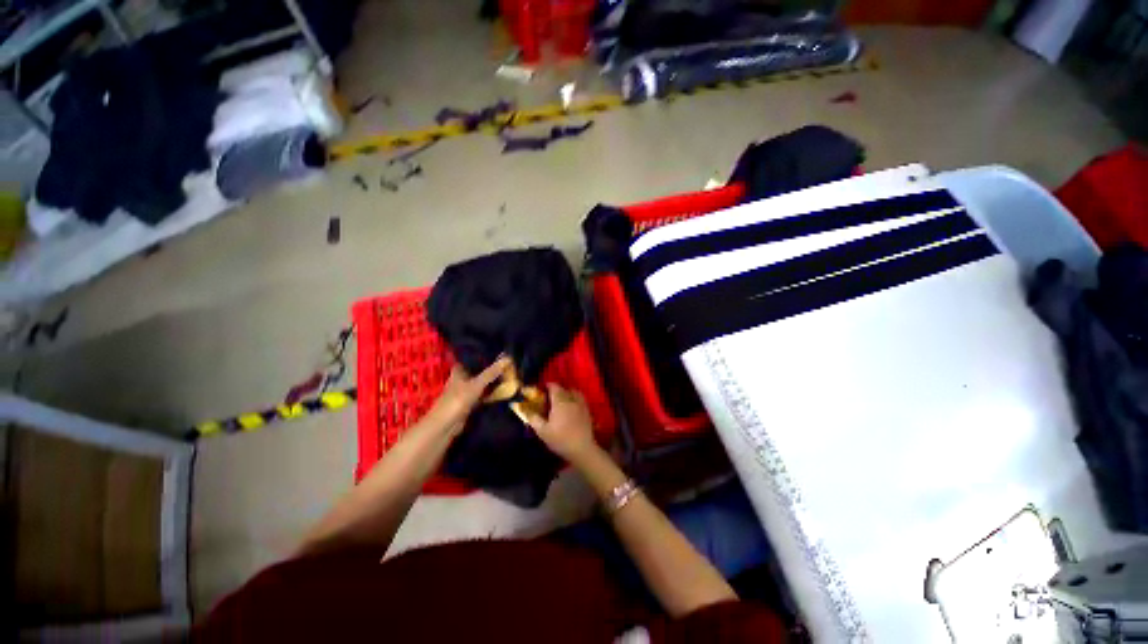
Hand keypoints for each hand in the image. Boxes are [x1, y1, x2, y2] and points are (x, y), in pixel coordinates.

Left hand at [428, 357, 510, 435]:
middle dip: (490, 368)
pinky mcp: (470, 403)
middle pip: (478, 371)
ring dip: (491, 380)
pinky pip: (483, 394)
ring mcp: (465, 391)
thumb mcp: (477, 384)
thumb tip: (507, 358)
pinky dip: (491, 393)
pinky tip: (502, 390)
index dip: (482, 354)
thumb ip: (491, 372)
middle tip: (507, 361)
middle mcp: (462, 379)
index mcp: (459, 371)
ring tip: (508, 373)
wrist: (446, 425)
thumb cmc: (458, 399)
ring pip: (481, 383)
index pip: (471, 358)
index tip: (497, 350)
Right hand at [526, 384, 598, 463]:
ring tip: (562, 399)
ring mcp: (581, 404)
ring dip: (567, 392)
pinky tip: (572, 406)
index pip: (554, 386)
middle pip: (564, 388)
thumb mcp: (542, 431)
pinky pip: (581, 399)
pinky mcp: (587, 411)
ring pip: (574, 392)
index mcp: (560, 401)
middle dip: (557, 389)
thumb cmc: (560, 439)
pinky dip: (575, 398)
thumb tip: (525, 410)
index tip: (542, 389)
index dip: (548, 385)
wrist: (582, 449)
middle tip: (550, 396)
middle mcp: (571, 399)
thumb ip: (533, 418)